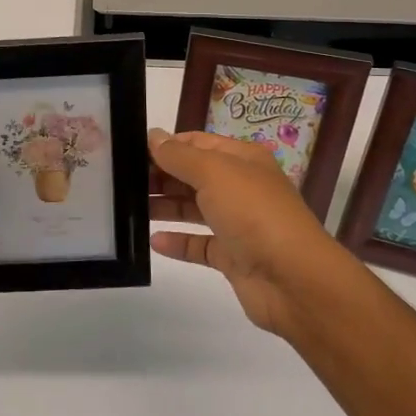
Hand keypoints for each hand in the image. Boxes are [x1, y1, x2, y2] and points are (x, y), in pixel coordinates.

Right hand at [148, 129, 356, 337]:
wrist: (295, 279)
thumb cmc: (253, 213)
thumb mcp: (214, 173)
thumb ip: (179, 156)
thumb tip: (154, 136)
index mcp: (241, 159)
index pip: (197, 144)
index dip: (167, 146)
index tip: (130, 152)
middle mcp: (241, 187)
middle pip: (193, 176)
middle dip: (161, 176)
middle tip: (121, 182)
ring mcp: (238, 224)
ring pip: (194, 209)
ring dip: (165, 207)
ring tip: (129, 209)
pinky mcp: (234, 257)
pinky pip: (200, 245)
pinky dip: (178, 243)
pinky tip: (154, 242)